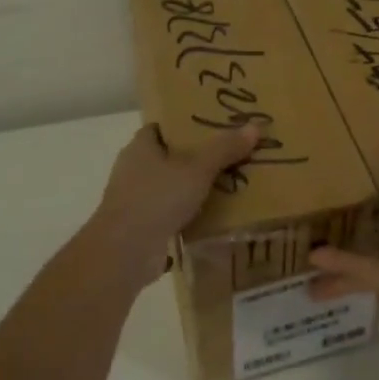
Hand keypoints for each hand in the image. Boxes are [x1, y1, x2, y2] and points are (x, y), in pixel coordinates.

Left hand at [89, 123, 261, 293]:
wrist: (123, 253)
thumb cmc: (156, 199)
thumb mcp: (197, 169)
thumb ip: (224, 149)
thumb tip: (254, 127)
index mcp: (140, 147)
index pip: (162, 127)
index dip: (185, 126)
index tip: (213, 128)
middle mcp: (132, 169)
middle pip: (168, 157)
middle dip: (195, 158)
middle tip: (228, 156)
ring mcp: (133, 200)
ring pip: (168, 187)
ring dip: (190, 188)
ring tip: (226, 185)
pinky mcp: (139, 227)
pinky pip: (168, 213)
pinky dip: (186, 214)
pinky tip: (210, 217)